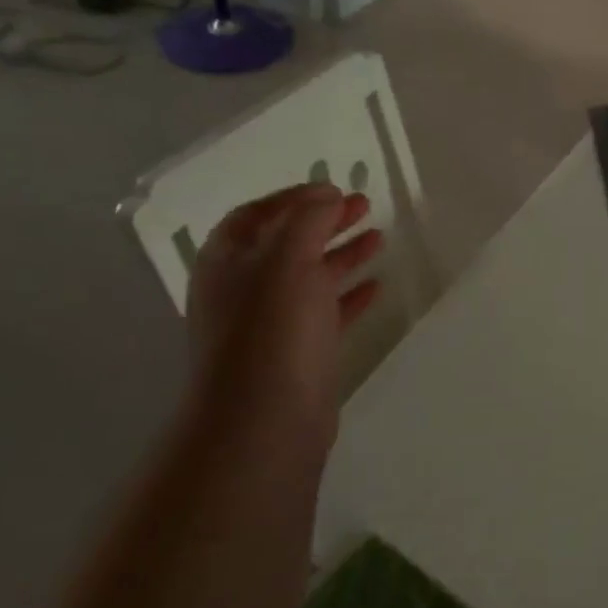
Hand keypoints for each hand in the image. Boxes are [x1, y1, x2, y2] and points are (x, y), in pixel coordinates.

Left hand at [186, 184, 383, 446]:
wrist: (265, 419)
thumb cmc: (272, 329)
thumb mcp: (287, 259)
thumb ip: (308, 219)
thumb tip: (326, 194)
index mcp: (228, 261)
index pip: (256, 214)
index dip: (293, 197)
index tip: (333, 188)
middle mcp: (244, 289)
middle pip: (287, 243)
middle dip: (324, 222)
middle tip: (364, 206)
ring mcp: (271, 323)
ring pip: (310, 277)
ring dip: (342, 254)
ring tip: (379, 237)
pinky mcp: (298, 352)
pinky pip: (326, 312)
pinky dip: (350, 294)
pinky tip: (377, 285)